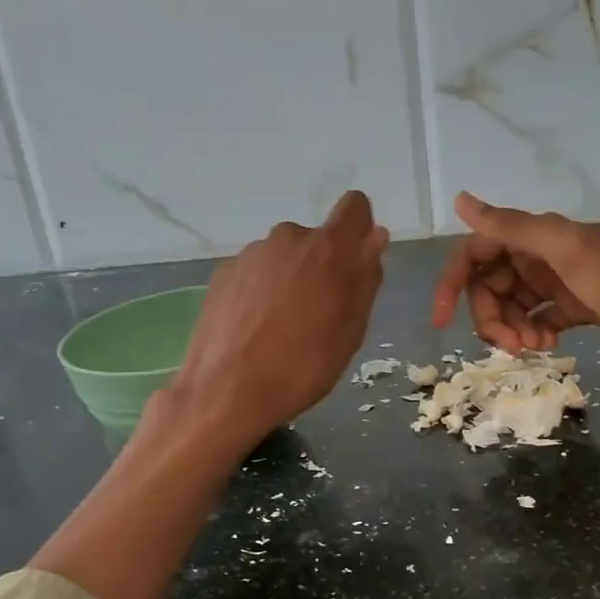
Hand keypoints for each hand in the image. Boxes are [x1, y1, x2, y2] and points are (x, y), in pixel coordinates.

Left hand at [170, 191, 388, 446]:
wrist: (225, 391)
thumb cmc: (302, 367)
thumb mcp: (350, 331)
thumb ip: (365, 278)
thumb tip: (375, 237)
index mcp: (327, 249)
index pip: (355, 207)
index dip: (360, 228)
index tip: (356, 261)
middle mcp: (288, 238)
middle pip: (316, 239)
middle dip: (322, 266)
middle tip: (319, 314)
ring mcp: (251, 254)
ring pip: (284, 257)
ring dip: (290, 279)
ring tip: (281, 327)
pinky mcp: (223, 272)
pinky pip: (256, 272)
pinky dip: (261, 291)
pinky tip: (254, 329)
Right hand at [432, 192, 599, 361]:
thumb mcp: (566, 251)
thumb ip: (512, 227)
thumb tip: (460, 200)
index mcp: (536, 236)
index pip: (475, 253)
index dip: (453, 283)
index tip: (441, 321)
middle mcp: (541, 254)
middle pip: (490, 285)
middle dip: (489, 316)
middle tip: (508, 344)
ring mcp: (558, 282)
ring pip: (510, 305)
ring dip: (511, 328)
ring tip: (531, 348)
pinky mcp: (574, 306)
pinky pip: (536, 318)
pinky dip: (534, 332)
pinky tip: (549, 344)